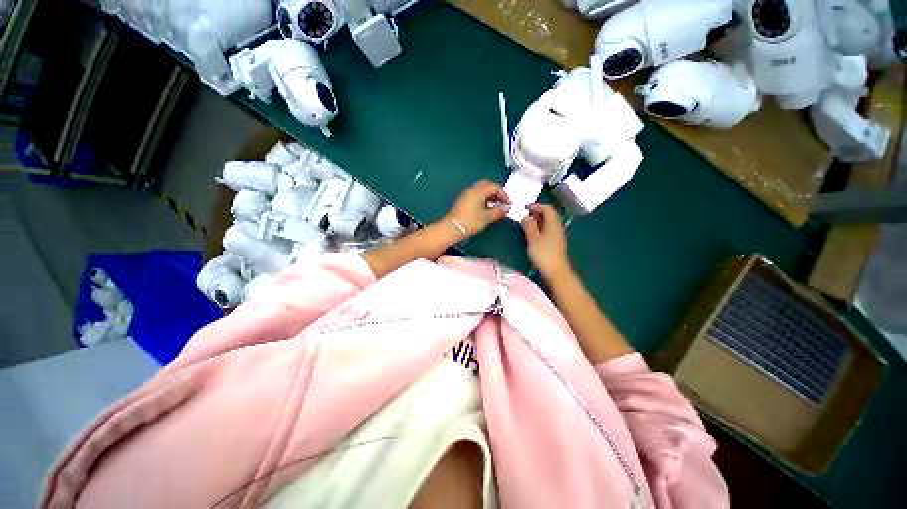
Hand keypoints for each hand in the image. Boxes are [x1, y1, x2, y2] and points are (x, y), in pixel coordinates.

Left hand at [445, 180, 510, 238]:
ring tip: (496, 206)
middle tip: (502, 202)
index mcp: (479, 191)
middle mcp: (472, 189)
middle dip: (496, 193)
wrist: (452, 228)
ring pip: (481, 190)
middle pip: (487, 185)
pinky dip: (483, 199)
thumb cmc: (470, 221)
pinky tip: (486, 209)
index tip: (508, 204)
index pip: (495, 187)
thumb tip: (507, 207)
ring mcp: (466, 195)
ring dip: (490, 196)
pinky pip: (476, 195)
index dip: (504, 194)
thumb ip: (499, 211)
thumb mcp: (487, 217)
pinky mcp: (463, 201)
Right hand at [522, 203, 571, 278]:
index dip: (536, 206)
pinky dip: (540, 228)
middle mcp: (557, 227)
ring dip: (538, 221)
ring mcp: (557, 236)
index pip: (547, 208)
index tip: (525, 207)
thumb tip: (526, 216)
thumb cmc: (543, 254)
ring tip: (527, 224)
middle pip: (549, 214)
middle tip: (525, 215)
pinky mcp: (555, 243)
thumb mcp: (533, 238)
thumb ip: (529, 225)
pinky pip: (548, 230)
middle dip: (537, 212)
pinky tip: (533, 234)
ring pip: (548, 223)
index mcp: (553, 224)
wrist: (556, 271)